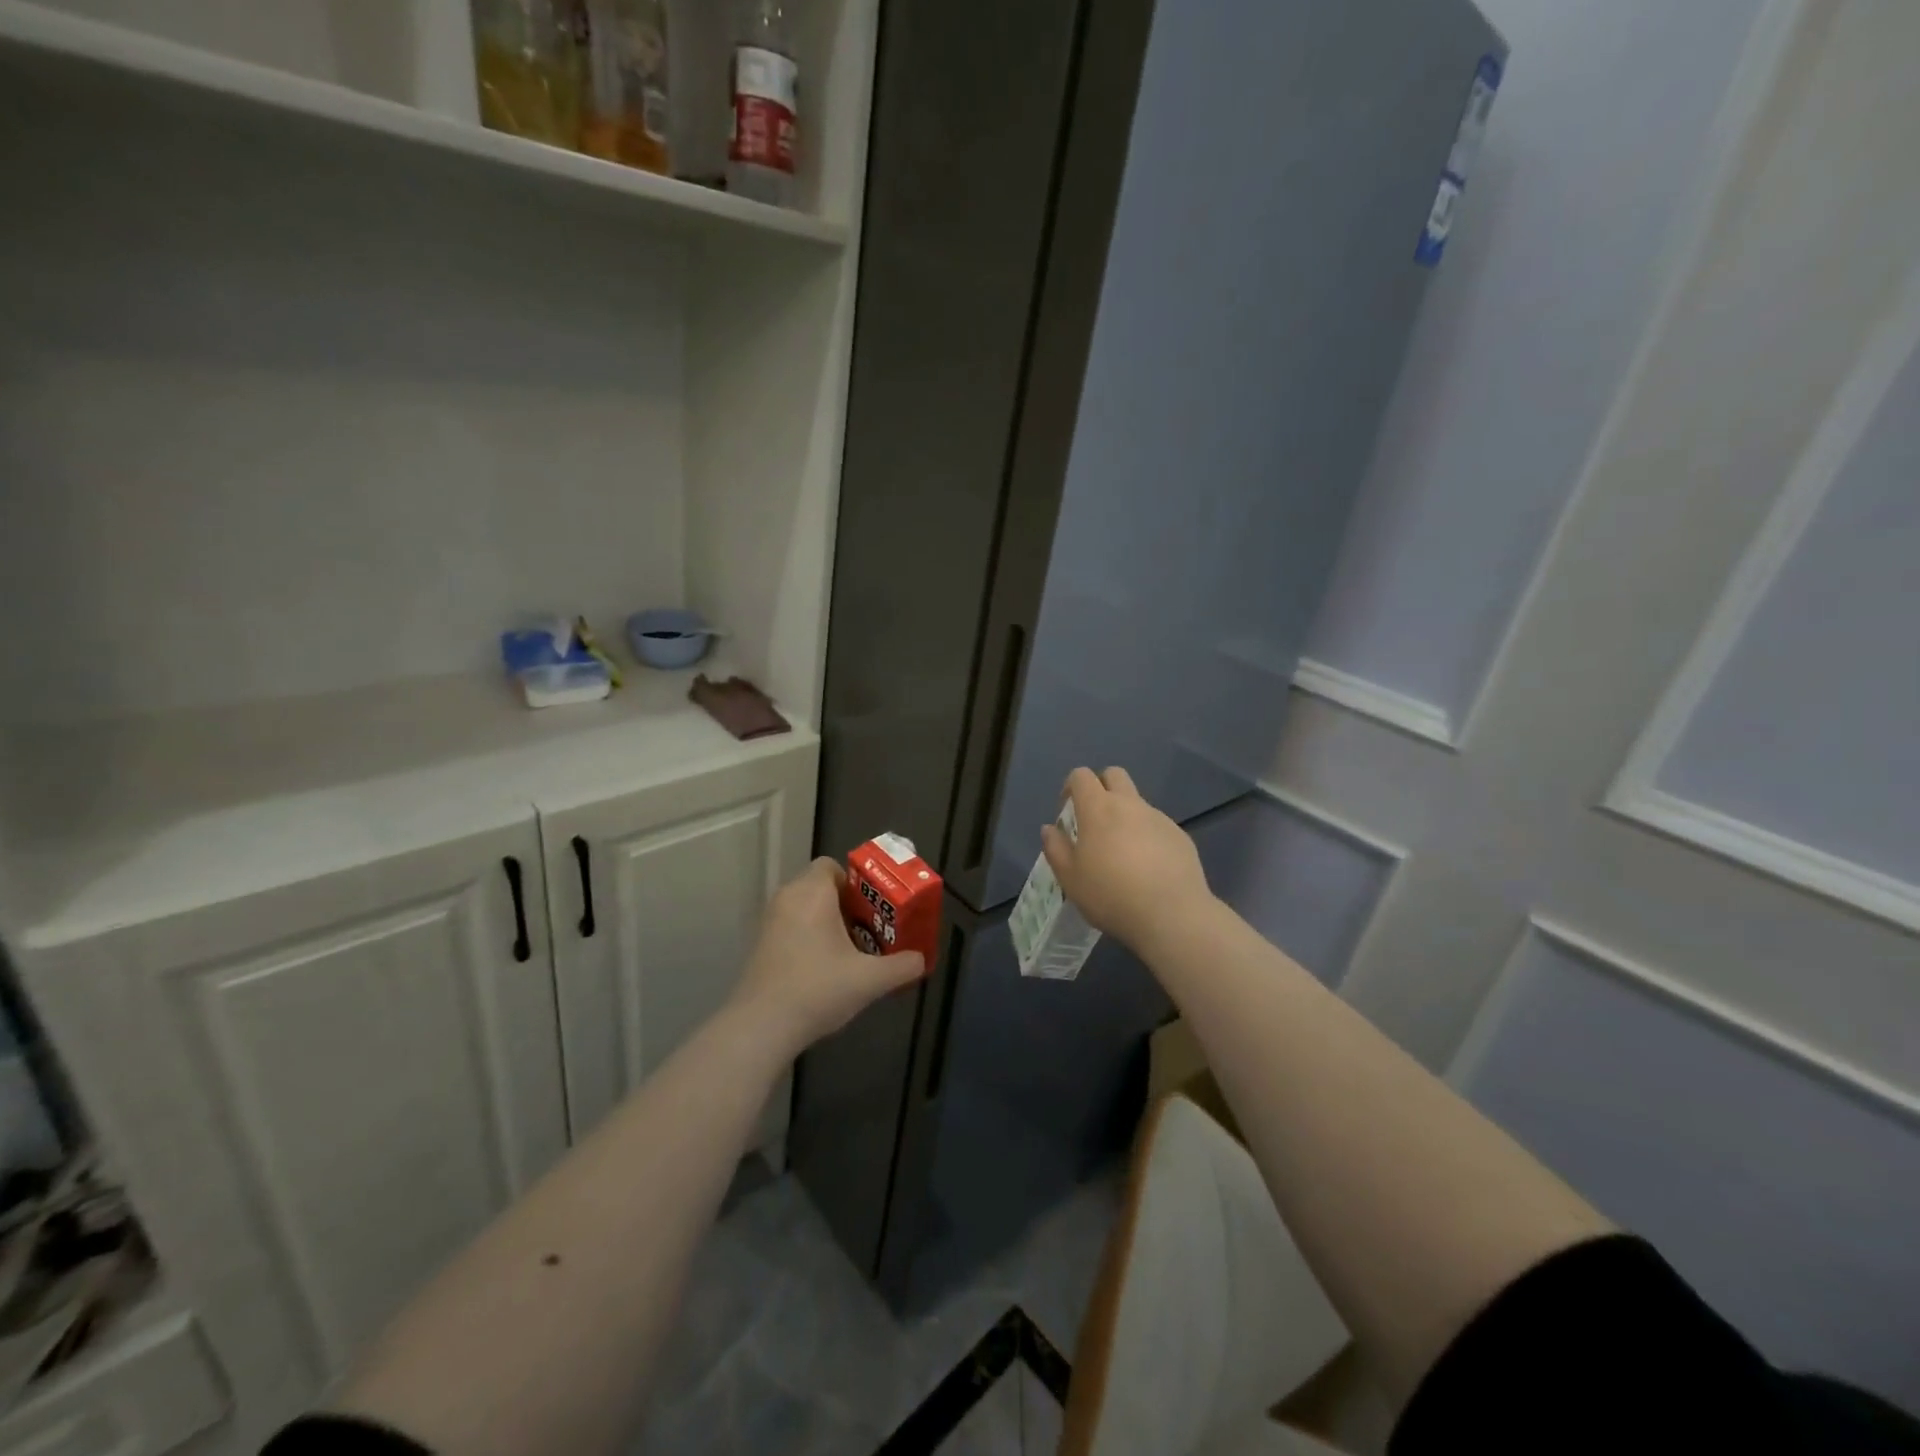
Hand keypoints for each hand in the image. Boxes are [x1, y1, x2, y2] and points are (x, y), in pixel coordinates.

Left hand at [730, 858, 926, 1057]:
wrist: (761, 1027)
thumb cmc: (818, 989)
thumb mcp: (870, 979)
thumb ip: (901, 966)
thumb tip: (920, 960)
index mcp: (811, 892)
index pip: (832, 865)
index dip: (855, 882)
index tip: (872, 908)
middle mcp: (787, 899)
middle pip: (821, 887)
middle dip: (847, 905)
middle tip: (871, 930)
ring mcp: (770, 923)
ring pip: (806, 909)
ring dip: (829, 924)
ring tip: (852, 952)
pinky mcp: (761, 946)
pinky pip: (792, 928)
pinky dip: (810, 938)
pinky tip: (826, 970)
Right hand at [1041, 766, 1213, 955]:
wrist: (1172, 914)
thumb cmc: (1111, 895)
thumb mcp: (1070, 878)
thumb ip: (1056, 848)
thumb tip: (1050, 829)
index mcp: (1098, 809)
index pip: (1081, 776)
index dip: (1071, 787)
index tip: (1067, 811)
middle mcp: (1130, 804)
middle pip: (1114, 774)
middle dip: (1101, 787)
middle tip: (1094, 820)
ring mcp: (1159, 818)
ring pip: (1137, 803)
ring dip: (1126, 816)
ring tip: (1123, 855)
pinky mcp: (1180, 836)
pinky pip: (1158, 826)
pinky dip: (1148, 837)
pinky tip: (1148, 869)